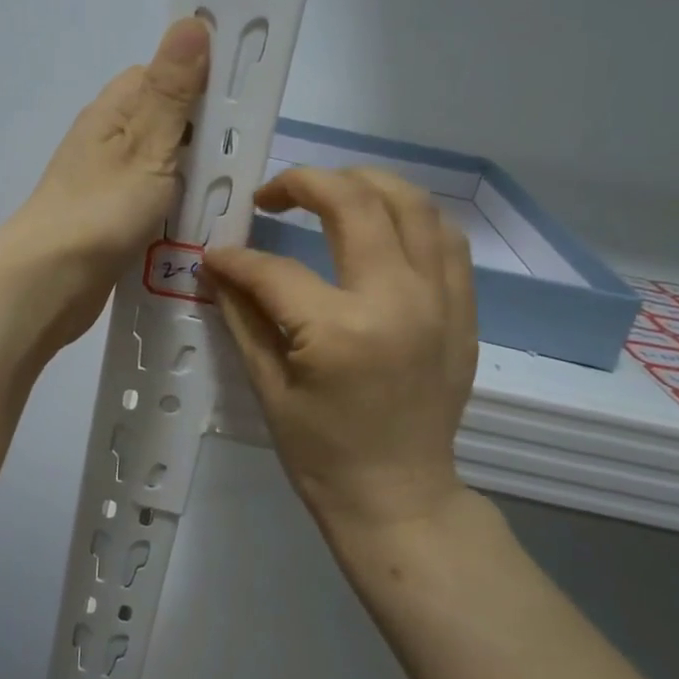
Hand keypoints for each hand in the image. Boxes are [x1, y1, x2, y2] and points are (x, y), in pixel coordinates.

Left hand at [0, 16, 209, 347]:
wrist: (50, 282)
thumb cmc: (102, 208)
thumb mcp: (147, 143)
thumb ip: (172, 91)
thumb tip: (191, 21)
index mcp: (113, 111)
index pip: (160, 76)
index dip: (199, 81)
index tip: (241, 99)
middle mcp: (106, 141)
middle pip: (165, 124)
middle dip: (203, 136)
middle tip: (243, 157)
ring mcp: (106, 183)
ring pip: (162, 168)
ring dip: (191, 178)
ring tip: (229, 194)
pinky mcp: (109, 221)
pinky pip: (153, 204)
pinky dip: (175, 210)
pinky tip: (199, 225)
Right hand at [203, 166, 480, 558]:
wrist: (398, 495)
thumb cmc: (321, 453)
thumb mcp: (269, 386)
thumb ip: (244, 316)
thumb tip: (218, 267)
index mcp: (340, 329)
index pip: (276, 269)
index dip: (236, 258)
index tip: (215, 256)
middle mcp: (397, 299)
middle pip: (353, 203)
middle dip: (303, 183)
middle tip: (272, 195)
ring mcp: (440, 300)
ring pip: (411, 204)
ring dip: (364, 184)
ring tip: (329, 192)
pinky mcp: (463, 309)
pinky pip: (445, 238)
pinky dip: (411, 216)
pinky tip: (382, 223)